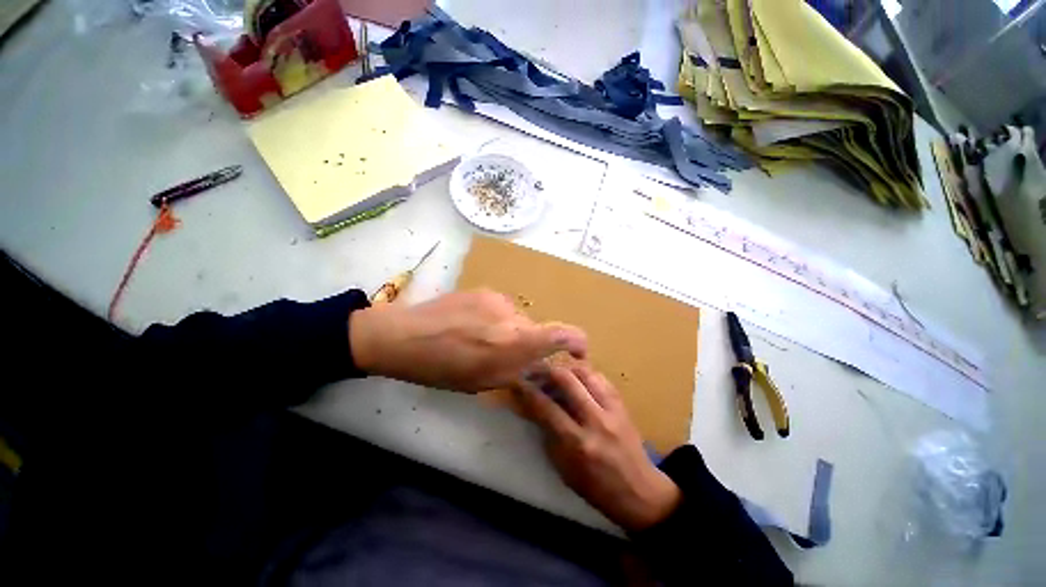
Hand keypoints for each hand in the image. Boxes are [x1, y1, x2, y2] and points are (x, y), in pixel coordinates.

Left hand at [349, 289, 587, 392]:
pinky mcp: (484, 290)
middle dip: (528, 343)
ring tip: (481, 341)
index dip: (578, 341)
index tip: (577, 351)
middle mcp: (512, 315)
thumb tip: (542, 364)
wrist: (406, 336)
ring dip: (509, 331)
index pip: (562, 333)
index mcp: (514, 342)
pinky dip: (495, 320)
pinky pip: (501, 308)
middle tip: (504, 355)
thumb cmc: (444, 368)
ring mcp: (497, 299)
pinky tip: (471, 326)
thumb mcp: (486, 381)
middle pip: (535, 328)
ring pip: (517, 318)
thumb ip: (520, 370)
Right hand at [514, 364, 681, 531]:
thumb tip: (535, 407)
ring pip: (586, 373)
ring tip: (557, 372)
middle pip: (567, 380)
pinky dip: (586, 373)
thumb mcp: (564, 469)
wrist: (639, 492)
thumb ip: (548, 435)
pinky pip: (601, 378)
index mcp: (577, 443)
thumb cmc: (596, 487)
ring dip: (567, 369)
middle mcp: (595, 420)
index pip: (546, 407)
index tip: (518, 381)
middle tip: (537, 371)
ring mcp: (612, 410)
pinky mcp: (622, 405)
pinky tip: (578, 377)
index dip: (528, 391)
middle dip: (547, 371)